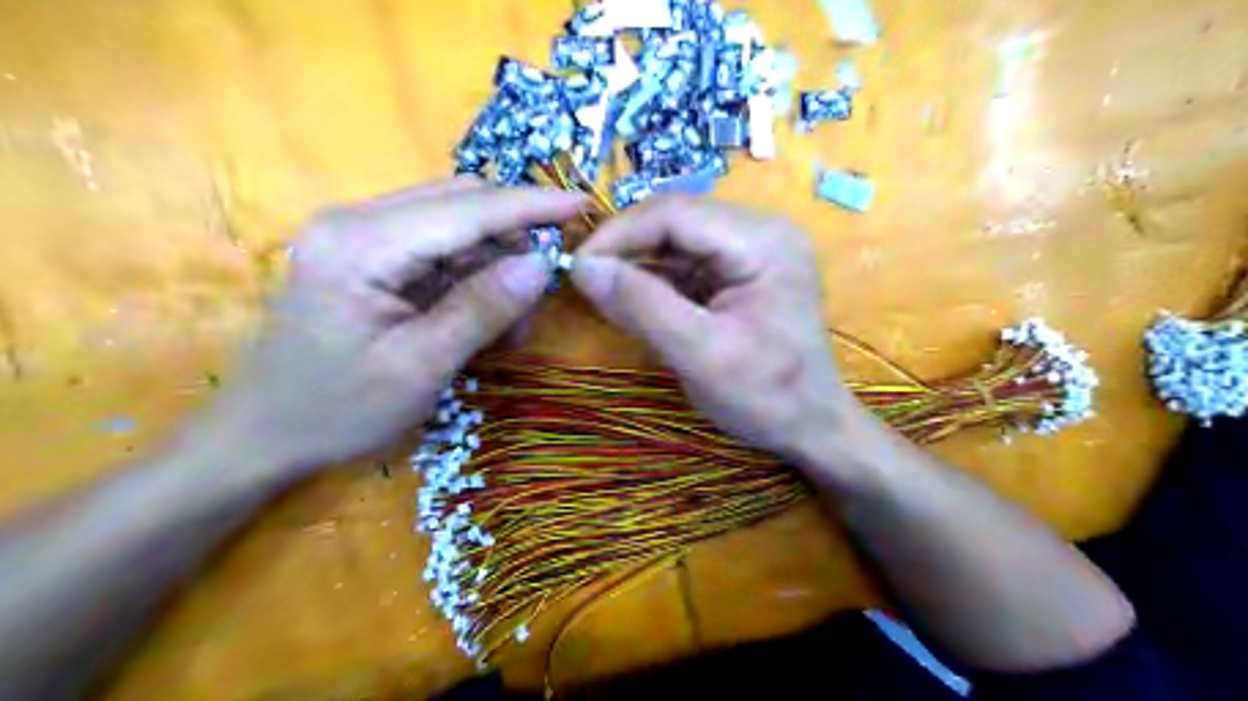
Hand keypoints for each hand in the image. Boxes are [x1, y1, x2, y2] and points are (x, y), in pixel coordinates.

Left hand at [195, 179, 583, 474]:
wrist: (262, 435)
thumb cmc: (336, 410)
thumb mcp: (420, 367)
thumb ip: (482, 309)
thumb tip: (543, 264)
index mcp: (362, 244)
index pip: (466, 209)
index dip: (530, 205)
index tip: (585, 204)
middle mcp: (358, 221)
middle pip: (460, 203)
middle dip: (514, 235)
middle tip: (548, 283)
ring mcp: (360, 236)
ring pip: (454, 225)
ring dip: (495, 261)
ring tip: (514, 320)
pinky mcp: (367, 256)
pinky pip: (437, 250)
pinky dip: (472, 276)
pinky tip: (484, 316)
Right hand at [572, 195, 859, 463]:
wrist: (812, 427)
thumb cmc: (767, 397)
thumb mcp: (701, 354)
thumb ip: (641, 306)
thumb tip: (582, 266)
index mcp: (762, 241)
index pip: (674, 213)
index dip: (619, 234)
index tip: (577, 268)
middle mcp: (761, 230)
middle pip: (675, 219)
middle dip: (627, 247)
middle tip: (587, 280)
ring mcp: (753, 249)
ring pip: (677, 238)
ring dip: (638, 262)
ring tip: (606, 292)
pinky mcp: (742, 271)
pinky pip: (687, 261)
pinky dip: (656, 278)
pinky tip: (637, 299)